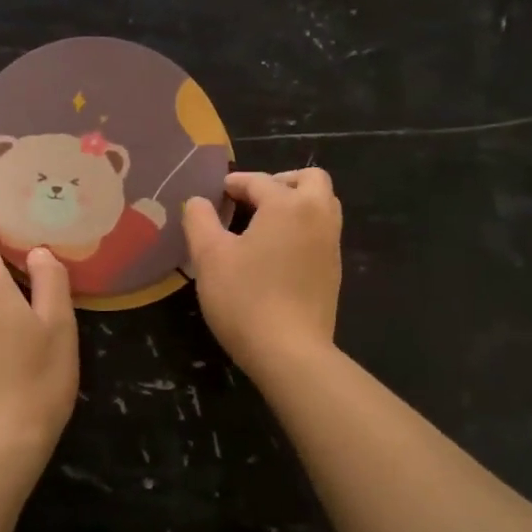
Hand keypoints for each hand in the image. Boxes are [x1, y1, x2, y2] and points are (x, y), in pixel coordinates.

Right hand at [182, 169, 342, 378]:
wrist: (289, 352)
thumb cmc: (245, 298)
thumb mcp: (209, 257)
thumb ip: (199, 220)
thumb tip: (198, 201)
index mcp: (288, 205)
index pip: (259, 181)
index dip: (234, 183)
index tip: (215, 194)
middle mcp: (317, 216)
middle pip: (310, 179)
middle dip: (280, 181)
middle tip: (252, 199)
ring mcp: (331, 245)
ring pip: (322, 205)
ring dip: (296, 203)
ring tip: (264, 224)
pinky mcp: (333, 271)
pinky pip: (322, 232)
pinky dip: (303, 228)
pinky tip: (276, 252)